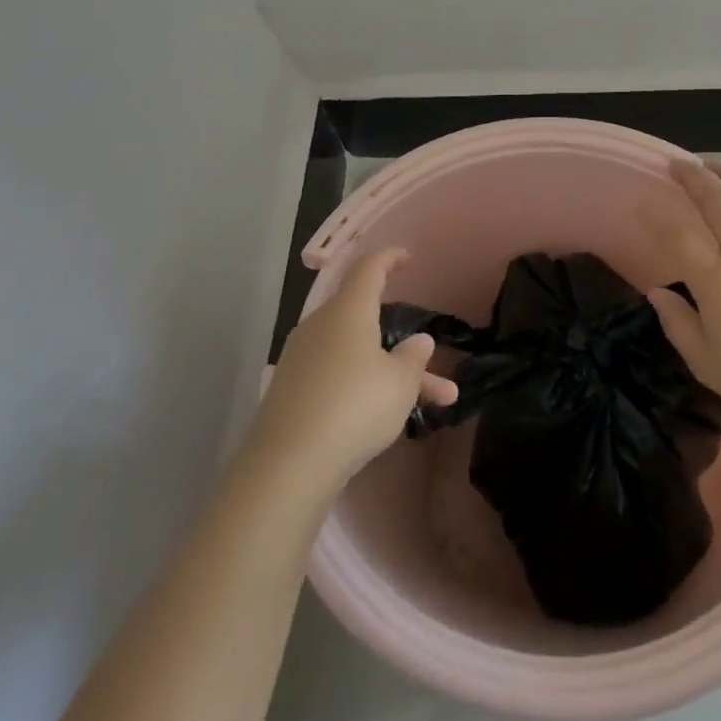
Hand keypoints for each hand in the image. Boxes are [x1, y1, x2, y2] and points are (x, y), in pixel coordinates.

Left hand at [249, 248, 460, 497]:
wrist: (289, 463)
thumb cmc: (355, 407)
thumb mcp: (400, 384)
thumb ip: (413, 359)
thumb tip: (418, 340)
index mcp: (348, 311)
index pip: (368, 269)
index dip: (388, 258)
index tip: (406, 257)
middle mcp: (320, 325)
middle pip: (364, 319)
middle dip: (399, 338)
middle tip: (429, 358)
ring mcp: (302, 357)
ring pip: (356, 353)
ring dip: (389, 371)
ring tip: (431, 402)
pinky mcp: (291, 389)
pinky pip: (336, 374)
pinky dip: (363, 385)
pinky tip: (382, 416)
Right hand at [645, 159, 720, 438]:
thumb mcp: (705, 362)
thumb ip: (677, 323)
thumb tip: (658, 292)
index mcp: (717, 280)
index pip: (678, 236)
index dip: (656, 217)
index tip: (643, 205)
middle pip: (718, 201)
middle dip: (695, 177)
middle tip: (679, 165)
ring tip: (715, 166)